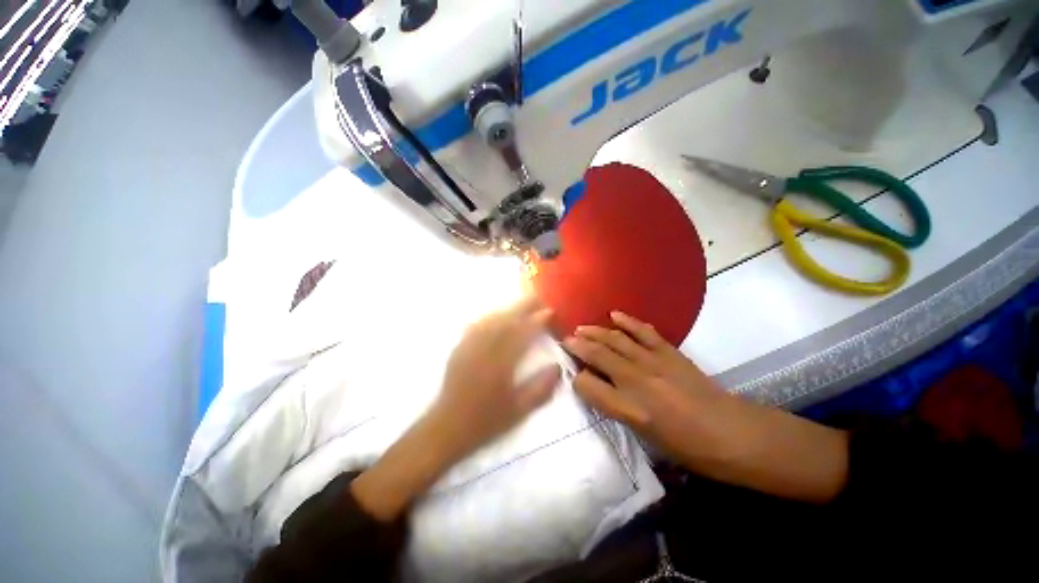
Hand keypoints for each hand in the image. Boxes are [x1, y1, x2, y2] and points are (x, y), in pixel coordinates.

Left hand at [353, 297, 559, 520]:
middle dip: (523, 306)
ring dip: (508, 309)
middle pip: (506, 319)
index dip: (537, 320)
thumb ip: (540, 388)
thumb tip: (557, 366)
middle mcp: (484, 349)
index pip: (522, 333)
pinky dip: (490, 317)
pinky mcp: (460, 348)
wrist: (446, 428)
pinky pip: (477, 325)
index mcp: (501, 363)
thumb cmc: (485, 422)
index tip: (550, 311)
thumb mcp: (518, 411)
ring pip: (491, 319)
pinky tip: (495, 317)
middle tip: (538, 298)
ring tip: (521, 305)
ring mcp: (469, 346)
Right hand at [563, 311, 728, 463]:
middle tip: (566, 340)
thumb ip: (617, 409)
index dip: (577, 378)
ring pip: (616, 340)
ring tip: (582, 328)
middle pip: (598, 356)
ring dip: (596, 331)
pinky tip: (614, 315)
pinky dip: (627, 321)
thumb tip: (600, 388)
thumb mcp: (646, 436)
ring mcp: (654, 362)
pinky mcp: (670, 352)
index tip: (573, 374)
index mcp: (630, 409)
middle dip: (578, 346)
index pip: (588, 386)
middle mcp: (637, 381)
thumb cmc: (688, 447)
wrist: (733, 434)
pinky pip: (643, 331)